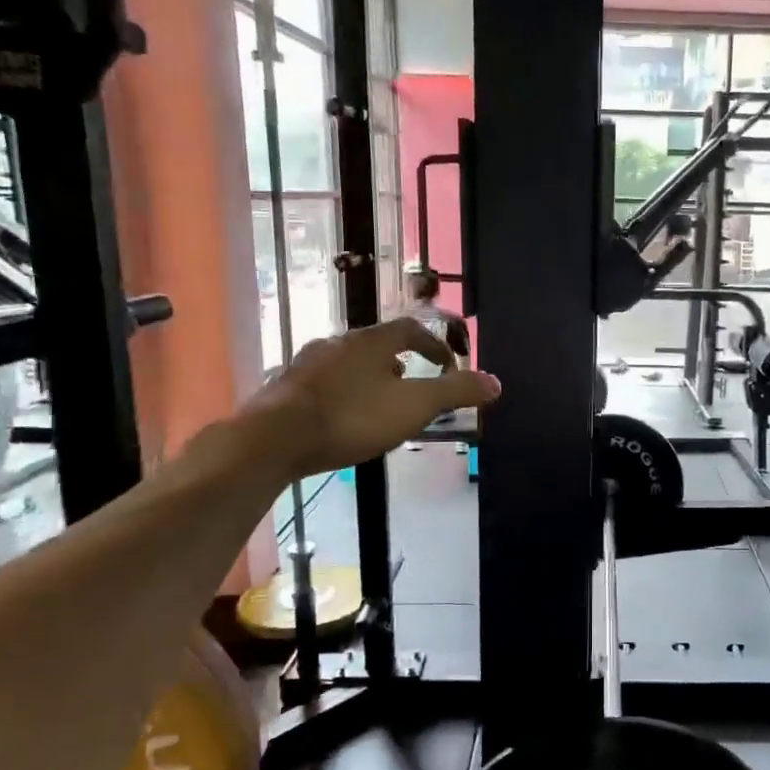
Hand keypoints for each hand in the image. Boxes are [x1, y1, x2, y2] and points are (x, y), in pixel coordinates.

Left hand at [244, 318, 500, 476]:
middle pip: (376, 344)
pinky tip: (342, 416)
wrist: (273, 439)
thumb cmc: (352, 418)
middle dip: (400, 360)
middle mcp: (338, 342)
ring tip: (380, 401)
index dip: (433, 344)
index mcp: (371, 341)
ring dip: (369, 376)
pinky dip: (342, 391)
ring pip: (347, 362)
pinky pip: (324, 382)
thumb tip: (496, 382)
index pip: (410, 329)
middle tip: (414, 382)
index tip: (446, 362)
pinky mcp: (285, 387)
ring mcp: (307, 363)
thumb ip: (455, 393)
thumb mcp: (413, 406)